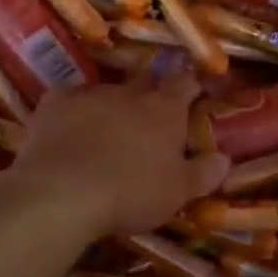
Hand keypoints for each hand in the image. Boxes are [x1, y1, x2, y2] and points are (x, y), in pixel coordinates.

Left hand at [3, 75, 230, 237]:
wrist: (63, 193)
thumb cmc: (131, 193)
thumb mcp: (178, 193)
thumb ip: (203, 173)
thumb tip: (224, 158)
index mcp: (164, 110)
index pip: (184, 83)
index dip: (190, 86)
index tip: (192, 94)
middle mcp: (129, 93)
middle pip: (144, 84)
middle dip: (149, 98)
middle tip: (148, 122)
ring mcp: (89, 94)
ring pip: (105, 92)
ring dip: (110, 107)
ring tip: (105, 133)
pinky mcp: (53, 103)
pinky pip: (67, 100)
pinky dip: (72, 112)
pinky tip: (67, 130)